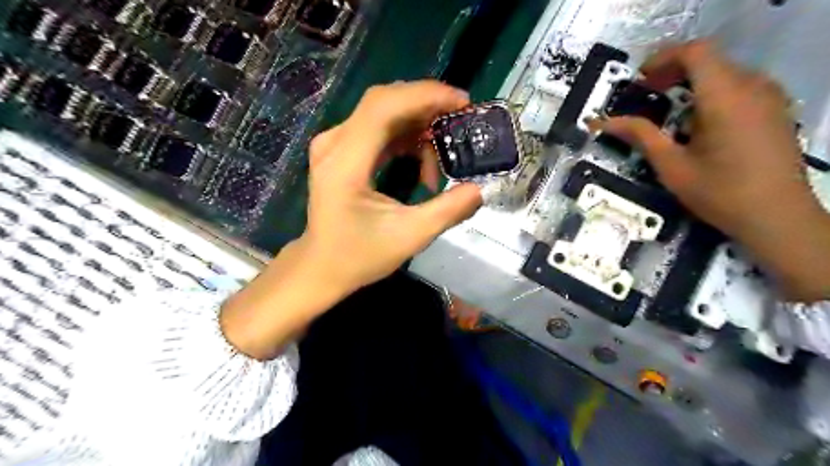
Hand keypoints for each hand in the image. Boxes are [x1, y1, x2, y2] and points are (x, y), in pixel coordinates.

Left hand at [301, 80, 484, 291]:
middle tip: (461, 121)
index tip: (463, 103)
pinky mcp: (341, 152)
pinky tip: (422, 160)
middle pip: (384, 103)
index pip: (384, 107)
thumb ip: (448, 211)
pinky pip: (378, 130)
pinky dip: (405, 137)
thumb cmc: (360, 256)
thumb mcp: (410, 237)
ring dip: (418, 127)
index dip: (425, 96)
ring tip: (442, 157)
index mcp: (345, 163)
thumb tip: (479, 189)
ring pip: (383, 114)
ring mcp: (335, 146)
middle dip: (427, 106)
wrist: (322, 267)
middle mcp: (334, 144)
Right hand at [594, 42, 829, 300]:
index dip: (663, 58)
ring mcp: (769, 96)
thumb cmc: (719, 192)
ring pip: (724, 71)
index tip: (639, 80)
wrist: (776, 216)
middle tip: (646, 94)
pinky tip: (698, 121)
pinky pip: (739, 85)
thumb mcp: (671, 166)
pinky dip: (712, 92)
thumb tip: (602, 122)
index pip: (695, 52)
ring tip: (668, 109)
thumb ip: (640, 136)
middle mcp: (752, 86)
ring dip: (692, 82)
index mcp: (725, 97)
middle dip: (673, 71)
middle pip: (709, 59)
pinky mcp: (775, 109)